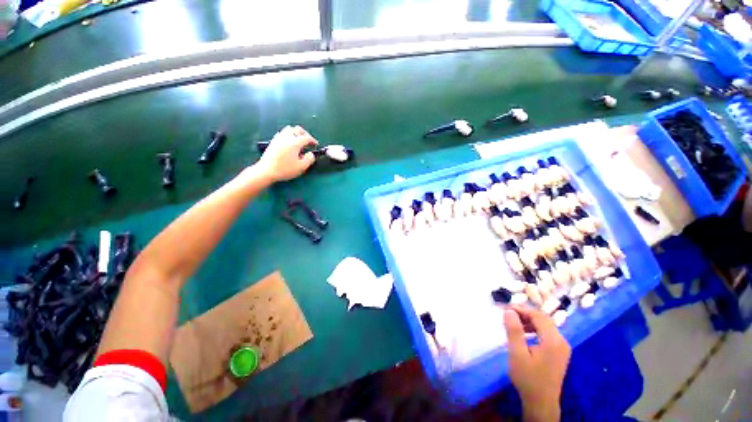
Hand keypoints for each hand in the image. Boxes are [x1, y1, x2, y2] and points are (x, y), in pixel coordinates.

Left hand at [256, 125, 317, 181]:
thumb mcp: (301, 167)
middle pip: (297, 129)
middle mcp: (287, 137)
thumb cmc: (285, 169)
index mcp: (295, 143)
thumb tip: (311, 154)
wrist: (266, 171)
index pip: (306, 137)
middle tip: (308, 141)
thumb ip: (309, 159)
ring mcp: (279, 138)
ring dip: (296, 133)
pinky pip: (282, 133)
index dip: (313, 140)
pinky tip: (289, 143)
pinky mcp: (273, 141)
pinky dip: (288, 135)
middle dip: (305, 134)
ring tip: (299, 141)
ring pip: (289, 129)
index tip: (316, 145)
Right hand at [504, 305, 570, 421]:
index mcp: (553, 341)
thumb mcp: (517, 353)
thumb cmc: (528, 378)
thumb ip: (514, 330)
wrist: (541, 403)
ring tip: (513, 323)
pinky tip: (524, 334)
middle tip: (508, 314)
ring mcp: (562, 348)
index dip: (522, 309)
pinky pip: (547, 334)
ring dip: (529, 321)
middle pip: (543, 319)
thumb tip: (509, 311)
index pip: (538, 316)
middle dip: (525, 314)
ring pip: (545, 326)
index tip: (506, 308)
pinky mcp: (559, 353)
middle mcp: (561, 341)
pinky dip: (534, 329)